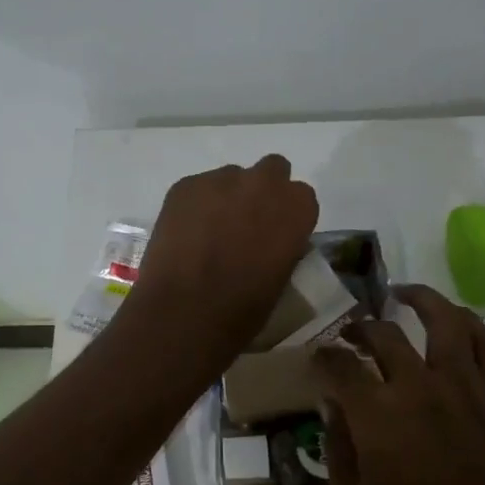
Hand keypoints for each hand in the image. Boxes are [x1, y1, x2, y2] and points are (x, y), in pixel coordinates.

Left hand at [123, 155, 318, 371]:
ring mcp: (220, 180)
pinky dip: (195, 205)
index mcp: (296, 208)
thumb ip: (282, 247)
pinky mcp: (184, 186)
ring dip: (226, 197)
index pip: (301, 197)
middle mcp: (263, 183)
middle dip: (261, 192)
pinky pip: (197, 188)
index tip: (274, 235)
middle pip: (271, 171)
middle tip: (244, 224)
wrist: (182, 313)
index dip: (286, 215)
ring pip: (230, 178)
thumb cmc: (241, 311)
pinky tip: (185, 234)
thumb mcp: (281, 280)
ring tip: (208, 233)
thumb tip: (271, 242)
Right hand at [315, 285, 484, 484]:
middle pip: (384, 336)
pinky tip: (449, 322)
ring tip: (401, 294)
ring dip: (419, 300)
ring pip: (444, 322)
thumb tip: (333, 403)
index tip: (315, 358)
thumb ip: (336, 444)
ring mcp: (465, 390)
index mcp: (377, 416)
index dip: (322, 357)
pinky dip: (465, 323)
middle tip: (347, 333)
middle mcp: (421, 389)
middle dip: (357, 329)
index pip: (340, 365)